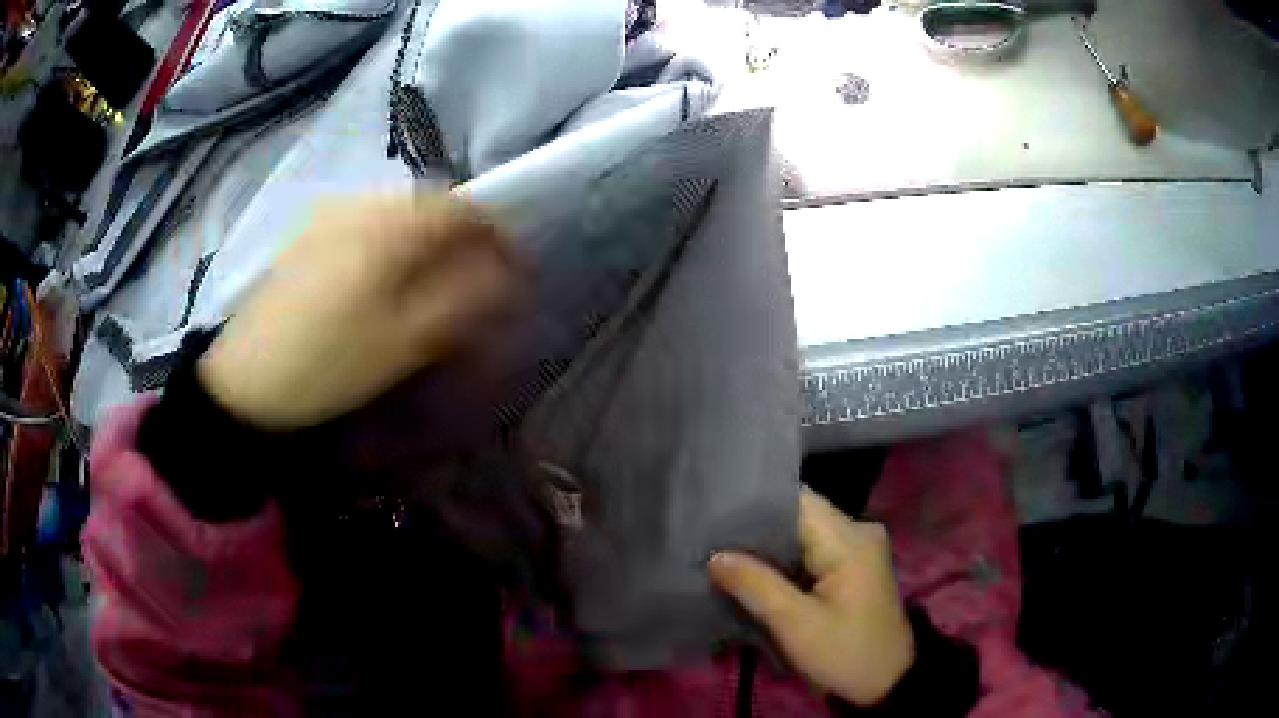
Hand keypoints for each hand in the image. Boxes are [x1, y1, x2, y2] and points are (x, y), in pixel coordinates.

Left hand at [199, 193, 517, 430]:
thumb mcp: (405, 343)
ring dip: (429, 235)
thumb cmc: (330, 365)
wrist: (246, 379)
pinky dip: (395, 236)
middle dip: (463, 236)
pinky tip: (385, 273)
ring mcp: (331, 213)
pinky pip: (370, 217)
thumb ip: (463, 301)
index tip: (512, 274)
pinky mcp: (311, 231)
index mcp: (389, 227)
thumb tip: (505, 275)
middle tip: (473, 280)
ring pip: (401, 208)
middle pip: (433, 202)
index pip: (465, 211)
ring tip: (432, 279)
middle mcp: (362, 203)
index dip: (497, 239)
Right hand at [708, 488, 914, 706]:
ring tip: (721, 556)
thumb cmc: (845, 654)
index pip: (795, 500)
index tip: (712, 516)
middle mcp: (858, 532)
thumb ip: (755, 584)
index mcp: (850, 538)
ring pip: (801, 536)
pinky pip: (811, 553)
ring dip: (766, 549)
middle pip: (797, 516)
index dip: (753, 505)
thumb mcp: (795, 624)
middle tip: (708, 541)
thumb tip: (714, 555)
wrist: (887, 684)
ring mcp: (858, 550)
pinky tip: (752, 574)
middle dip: (754, 531)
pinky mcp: (853, 568)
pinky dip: (783, 563)